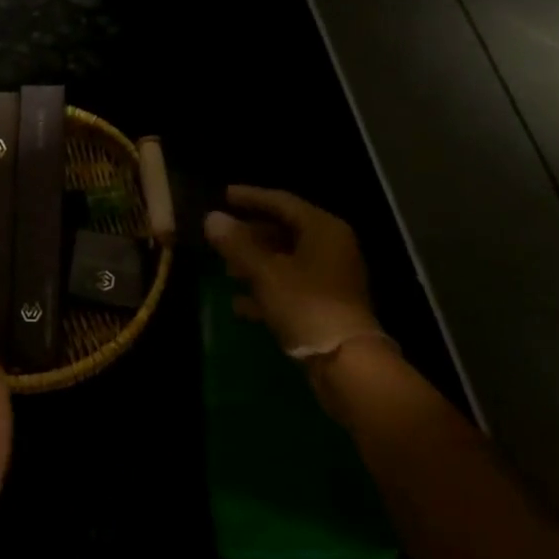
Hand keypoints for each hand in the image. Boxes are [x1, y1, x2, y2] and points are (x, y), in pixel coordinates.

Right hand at [204, 186, 390, 356]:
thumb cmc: (306, 305)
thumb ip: (236, 244)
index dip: (250, 197)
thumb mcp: (264, 272)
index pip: (281, 201)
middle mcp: (331, 247)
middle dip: (250, 234)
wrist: (347, 363)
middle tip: (220, 235)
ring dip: (255, 263)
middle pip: (284, 230)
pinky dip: (266, 289)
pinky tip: (239, 304)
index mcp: (322, 229)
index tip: (223, 195)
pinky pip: (291, 287)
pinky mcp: (326, 304)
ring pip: (286, 260)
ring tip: (225, 269)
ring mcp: (331, 277)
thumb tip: (211, 217)